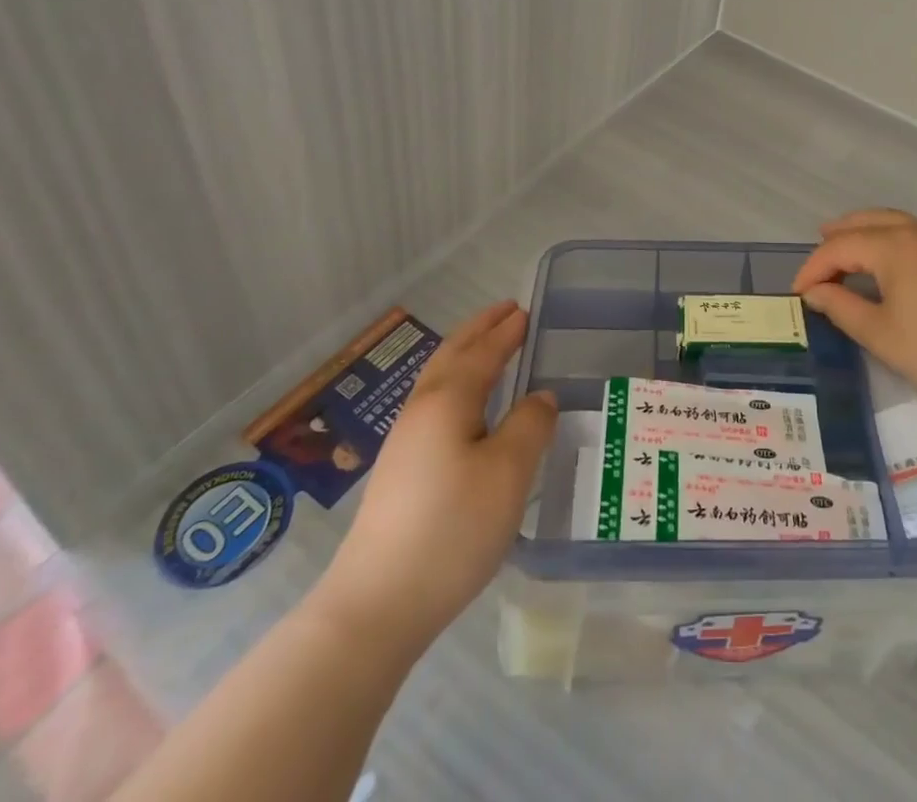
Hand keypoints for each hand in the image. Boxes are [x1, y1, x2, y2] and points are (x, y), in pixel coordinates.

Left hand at [318, 301, 555, 648]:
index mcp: (448, 401)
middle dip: (480, 330)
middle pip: (452, 356)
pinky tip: (466, 405)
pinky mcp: (400, 471)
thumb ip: (531, 426)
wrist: (376, 605)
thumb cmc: (452, 529)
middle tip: (506, 312)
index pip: (483, 352)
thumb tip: (540, 397)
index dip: (506, 331)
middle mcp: (421, 410)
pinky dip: (456, 382)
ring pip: (438, 379)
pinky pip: (434, 402)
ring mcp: (404, 442)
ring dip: (466, 353)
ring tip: (489, 346)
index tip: (526, 310)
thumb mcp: (508, 474)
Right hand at [793, 209, 916, 432]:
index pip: (841, 247)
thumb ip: (840, 306)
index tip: (797, 294)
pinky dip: (888, 240)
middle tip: (816, 253)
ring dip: (864, 233)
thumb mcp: (879, 334)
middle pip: (868, 222)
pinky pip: (913, 235)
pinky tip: (883, 264)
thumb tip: (814, 292)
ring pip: (893, 223)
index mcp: (894, 245)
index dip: (813, 268)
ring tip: (844, 250)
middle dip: (838, 236)